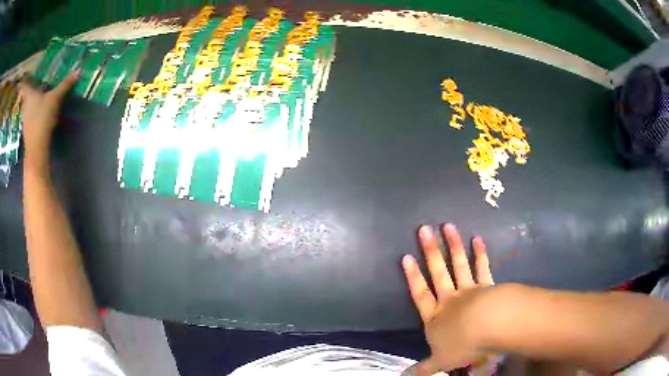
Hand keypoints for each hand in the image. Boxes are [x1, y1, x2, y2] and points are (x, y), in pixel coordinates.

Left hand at [18, 71, 78, 158]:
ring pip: (25, 104)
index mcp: (29, 94)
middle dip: (25, 89)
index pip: (23, 85)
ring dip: (28, 99)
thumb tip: (78, 71)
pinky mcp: (27, 127)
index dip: (21, 81)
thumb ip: (65, 85)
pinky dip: (30, 109)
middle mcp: (25, 104)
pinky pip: (28, 113)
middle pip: (23, 95)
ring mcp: (25, 117)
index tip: (21, 77)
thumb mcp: (55, 99)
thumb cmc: (42, 118)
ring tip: (33, 94)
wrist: (36, 148)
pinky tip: (35, 109)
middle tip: (28, 83)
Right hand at [402, 223, 493, 374]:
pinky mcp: (487, 286)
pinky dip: (480, 253)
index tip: (406, 256)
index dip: (413, 277)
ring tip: (448, 225)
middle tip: (424, 229)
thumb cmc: (462, 345)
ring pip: (458, 265)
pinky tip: (478, 238)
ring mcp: (469, 290)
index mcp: (435, 317)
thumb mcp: (440, 361)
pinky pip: (482, 268)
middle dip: (430, 251)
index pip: (420, 295)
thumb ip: (423, 369)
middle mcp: (450, 300)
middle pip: (438, 273)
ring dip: (453, 245)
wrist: (490, 328)